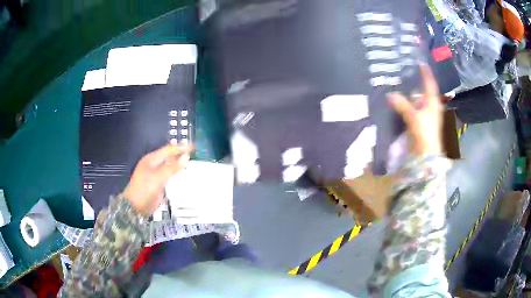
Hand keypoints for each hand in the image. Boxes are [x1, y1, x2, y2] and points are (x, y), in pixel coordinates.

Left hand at [123, 144, 193, 214]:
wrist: (136, 207)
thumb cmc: (145, 189)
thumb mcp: (158, 177)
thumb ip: (173, 167)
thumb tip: (186, 156)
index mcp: (151, 159)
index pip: (168, 150)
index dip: (181, 147)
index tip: (193, 146)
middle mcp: (154, 165)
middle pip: (169, 157)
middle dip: (180, 154)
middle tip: (194, 153)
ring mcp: (156, 174)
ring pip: (170, 166)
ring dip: (179, 164)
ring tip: (192, 162)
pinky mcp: (159, 184)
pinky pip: (170, 176)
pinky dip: (177, 174)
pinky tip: (185, 176)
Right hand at [388, 65, 442, 156]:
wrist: (427, 156)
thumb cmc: (425, 134)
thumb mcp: (414, 117)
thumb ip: (402, 105)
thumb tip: (390, 94)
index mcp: (433, 103)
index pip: (430, 83)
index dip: (426, 73)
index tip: (420, 62)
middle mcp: (431, 107)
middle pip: (422, 92)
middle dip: (414, 84)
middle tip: (404, 73)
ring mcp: (426, 116)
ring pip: (416, 101)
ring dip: (408, 96)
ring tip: (398, 87)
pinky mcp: (420, 124)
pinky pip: (412, 110)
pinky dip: (406, 106)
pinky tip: (398, 104)